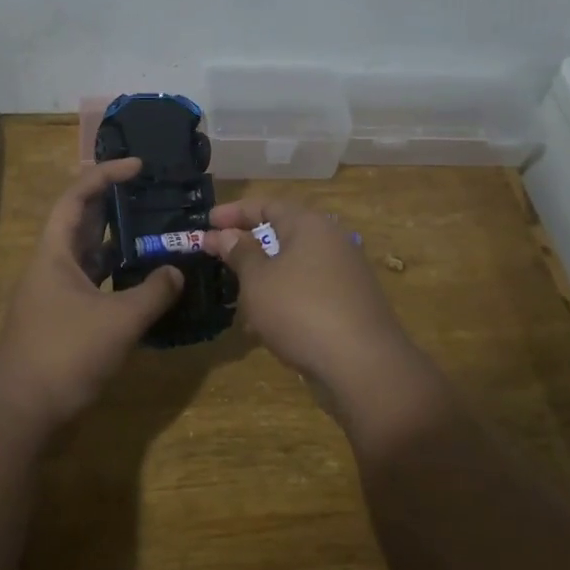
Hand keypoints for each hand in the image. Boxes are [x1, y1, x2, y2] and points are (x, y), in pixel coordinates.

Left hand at [0, 159, 183, 429]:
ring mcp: (54, 293)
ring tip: (153, 232)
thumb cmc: (65, 354)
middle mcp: (52, 265)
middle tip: (151, 194)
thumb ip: (153, 292)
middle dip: (114, 203)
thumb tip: (176, 271)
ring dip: (117, 241)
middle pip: (82, 221)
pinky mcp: (62, 318)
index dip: (105, 174)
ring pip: (88, 254)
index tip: (138, 166)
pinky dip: (116, 275)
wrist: (20, 412)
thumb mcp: (118, 321)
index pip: (77, 197)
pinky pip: (93, 282)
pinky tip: (142, 281)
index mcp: (55, 253)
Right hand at [204, 198, 442, 444]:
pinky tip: (264, 326)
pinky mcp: (350, 305)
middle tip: (218, 257)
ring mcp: (345, 274)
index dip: (234, 212)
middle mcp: (331, 241)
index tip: (206, 222)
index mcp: (309, 225)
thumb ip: (240, 253)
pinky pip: (308, 292)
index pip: (267, 204)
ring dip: (263, 278)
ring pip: (294, 266)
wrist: (363, 365)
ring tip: (236, 297)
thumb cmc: (300, 310)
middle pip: (283, 234)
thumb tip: (226, 234)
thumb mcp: (258, 280)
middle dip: (248, 247)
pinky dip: (283, 300)